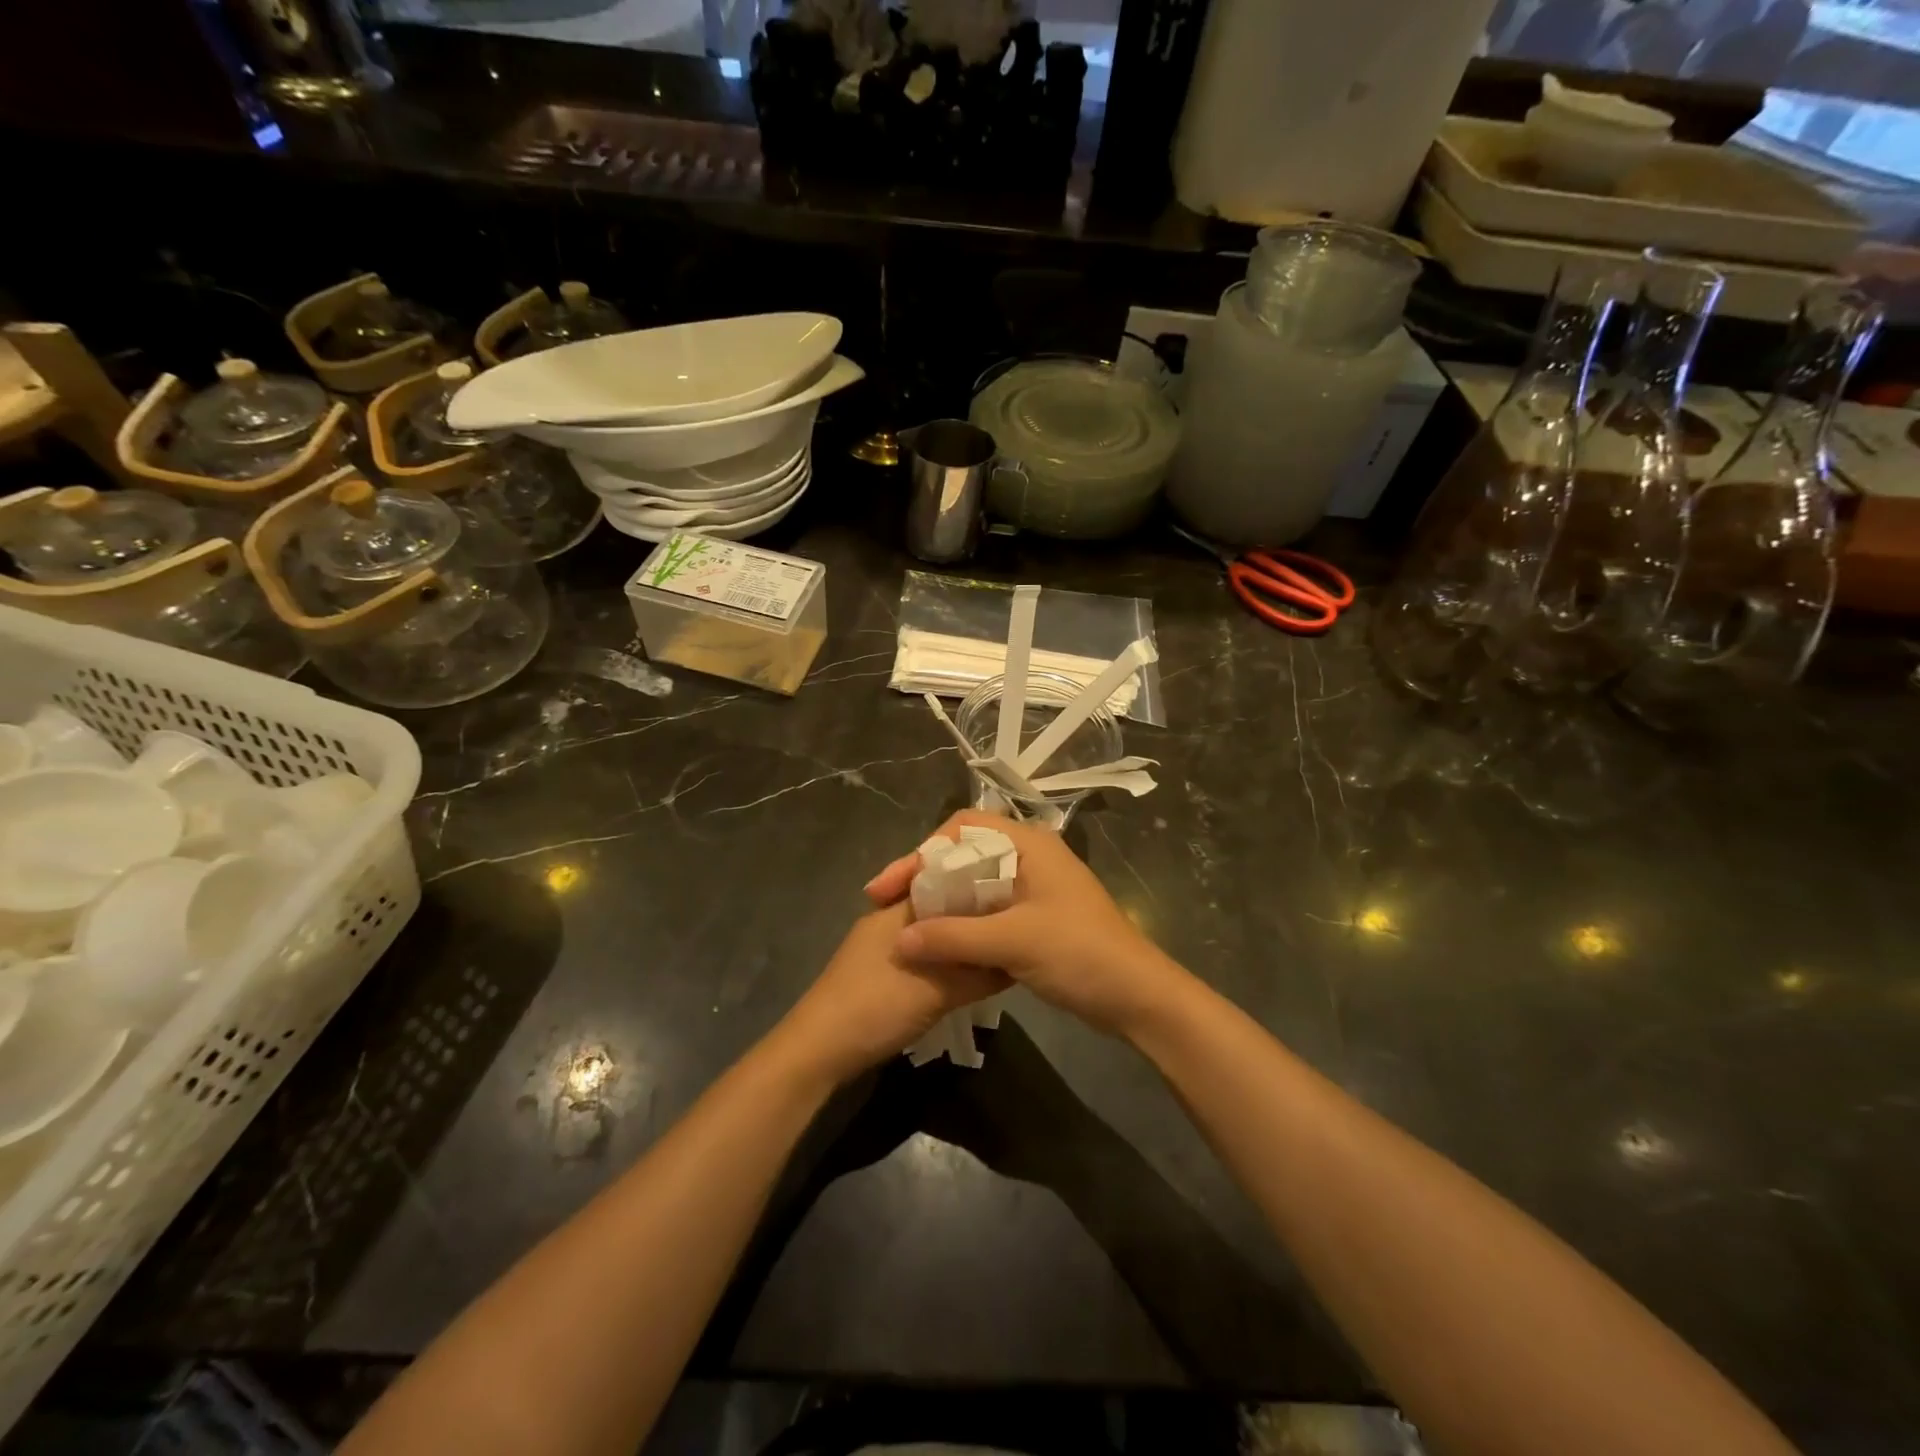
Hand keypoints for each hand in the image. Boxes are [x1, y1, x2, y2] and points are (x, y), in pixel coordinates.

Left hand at [773, 900, 1008, 1085]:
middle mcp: (887, 919)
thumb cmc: (875, 1008)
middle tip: (1011, 927)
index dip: (980, 887)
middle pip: (940, 908)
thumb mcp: (936, 992)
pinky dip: (943, 961)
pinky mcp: (878, 974)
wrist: (817, 1051)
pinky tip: (965, 977)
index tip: (1014, 897)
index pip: (946, 881)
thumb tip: (1016, 960)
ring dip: (957, 943)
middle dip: (972, 918)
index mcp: (898, 909)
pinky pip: (921, 956)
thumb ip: (978, 974)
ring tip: (995, 951)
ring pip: (930, 935)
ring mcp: (879, 947)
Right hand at [864, 811, 1188, 1038]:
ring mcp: (1032, 889)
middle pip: (964, 854)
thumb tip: (898, 939)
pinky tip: (937, 943)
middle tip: (887, 904)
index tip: (894, 884)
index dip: (924, 850)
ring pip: (973, 885)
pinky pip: (985, 910)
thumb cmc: (1080, 954)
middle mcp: (1029, 857)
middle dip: (925, 876)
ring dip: (941, 902)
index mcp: (1028, 844)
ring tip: (905, 924)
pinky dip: (959, 922)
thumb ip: (953, 937)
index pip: (963, 826)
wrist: (1137, 997)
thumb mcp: (1014, 942)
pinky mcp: (1033, 918)